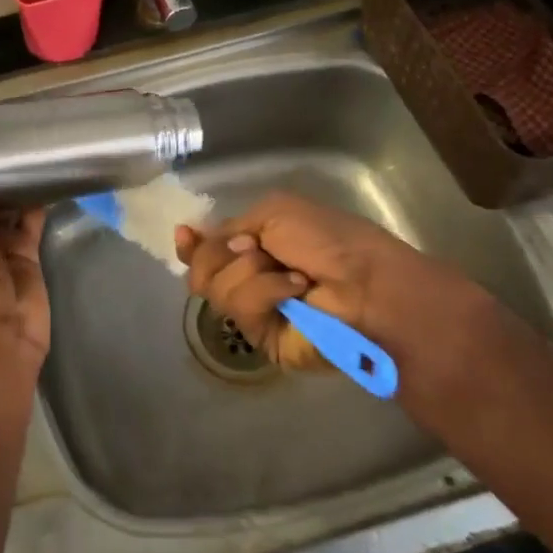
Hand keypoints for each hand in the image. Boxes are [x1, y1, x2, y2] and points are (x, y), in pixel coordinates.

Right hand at [175, 191, 493, 366]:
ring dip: (250, 272)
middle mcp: (248, 279)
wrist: (366, 283)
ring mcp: (254, 312)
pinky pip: (241, 308)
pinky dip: (267, 291)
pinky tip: (296, 290)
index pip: (206, 251)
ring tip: (290, 273)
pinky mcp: (262, 339)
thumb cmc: (328, 240)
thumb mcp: (274, 212)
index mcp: (253, 248)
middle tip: (253, 249)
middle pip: (200, 270)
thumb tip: (190, 236)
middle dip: (221, 254)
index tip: (186, 235)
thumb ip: (227, 226)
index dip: (191, 245)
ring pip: (214, 288)